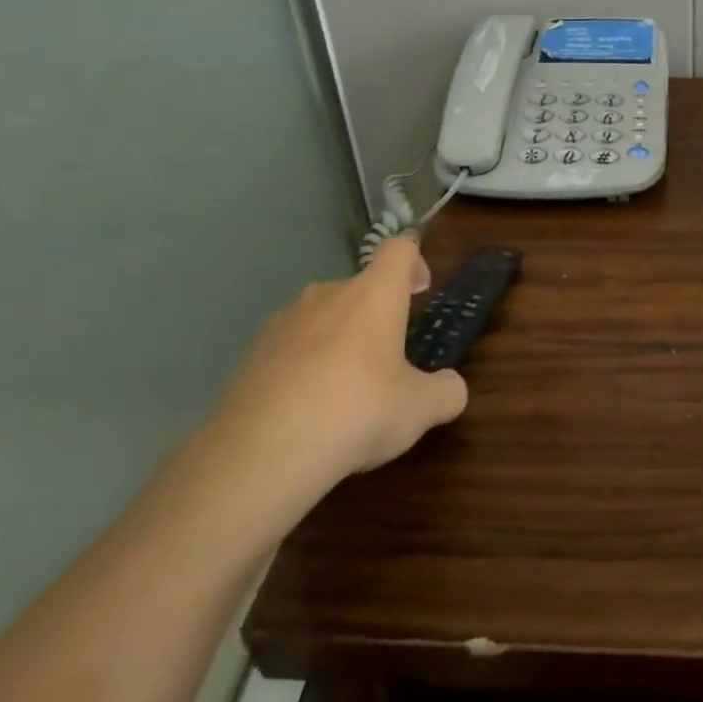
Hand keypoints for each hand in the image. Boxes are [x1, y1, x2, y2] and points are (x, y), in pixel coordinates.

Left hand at [196, 237, 467, 534]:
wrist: (261, 452)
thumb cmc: (357, 411)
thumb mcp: (420, 409)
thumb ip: (445, 392)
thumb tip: (451, 388)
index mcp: (374, 295)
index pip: (399, 249)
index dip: (414, 262)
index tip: (420, 292)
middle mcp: (328, 294)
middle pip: (359, 287)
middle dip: (376, 315)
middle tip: (388, 360)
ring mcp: (283, 321)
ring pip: (322, 318)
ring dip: (338, 341)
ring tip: (343, 392)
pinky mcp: (251, 353)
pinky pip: (289, 348)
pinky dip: (303, 367)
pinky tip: (306, 410)